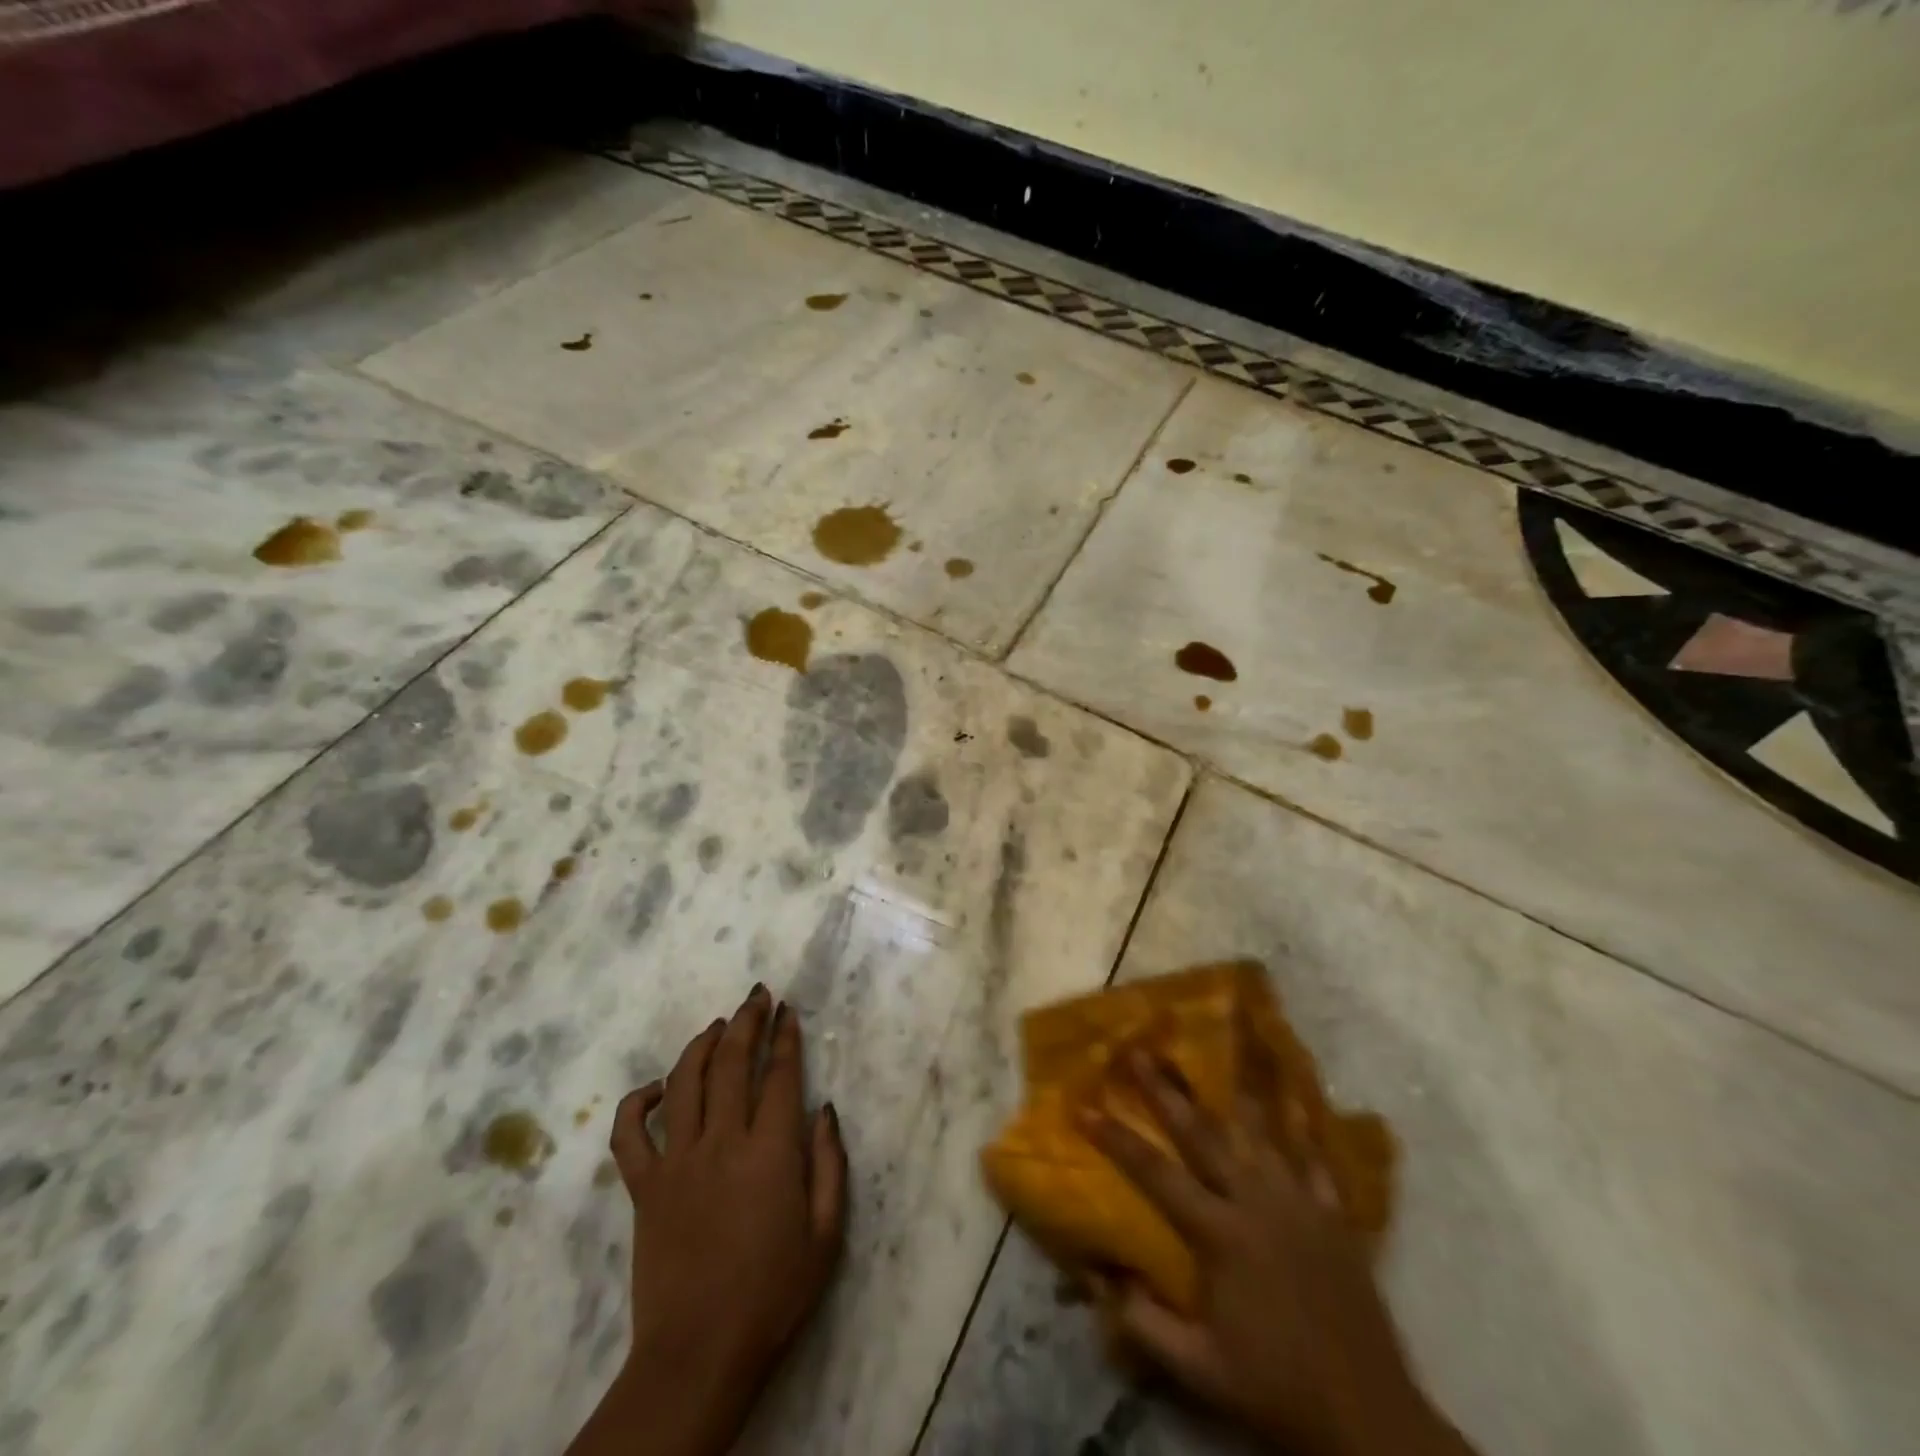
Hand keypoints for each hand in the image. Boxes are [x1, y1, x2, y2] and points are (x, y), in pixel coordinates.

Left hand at [571, 985, 847, 1455]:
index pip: (779, 1075)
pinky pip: (630, 1135)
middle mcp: (722, 1142)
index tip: (788, 1010)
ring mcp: (677, 1162)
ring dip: (701, 1045)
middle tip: (756, 996)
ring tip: (717, 1025)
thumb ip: (830, 1164)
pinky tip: (657, 1088)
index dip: (785, 1037)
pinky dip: (638, 1103)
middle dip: (747, 1021)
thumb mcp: (826, 1234)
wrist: (699, 1356)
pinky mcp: (644, 1188)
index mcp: (770, 1152)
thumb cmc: (773, 1295)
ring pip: (684, 1083)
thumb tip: (824, 1109)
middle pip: (731, 1063)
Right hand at [1082, 1050, 1469, 1455]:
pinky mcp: (1334, 1212)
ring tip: (1232, 1036)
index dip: (1116, 1138)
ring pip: (1264, 1127)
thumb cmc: (1274, 1388)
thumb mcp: (1199, 1370)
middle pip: (1202, 1133)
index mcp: (1219, 1234)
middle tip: (1142, 1047)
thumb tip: (1096, 1275)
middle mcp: (1256, 1201)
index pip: (1154, 1173)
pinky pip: (1317, 1154)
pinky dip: (1305, 1119)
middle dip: (1166, 1089)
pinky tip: (1298, 1088)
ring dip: (1242, 1081)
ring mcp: (1299, 1201)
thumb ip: (1143, 1322)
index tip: (1083, 1105)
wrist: (1367, 1416)